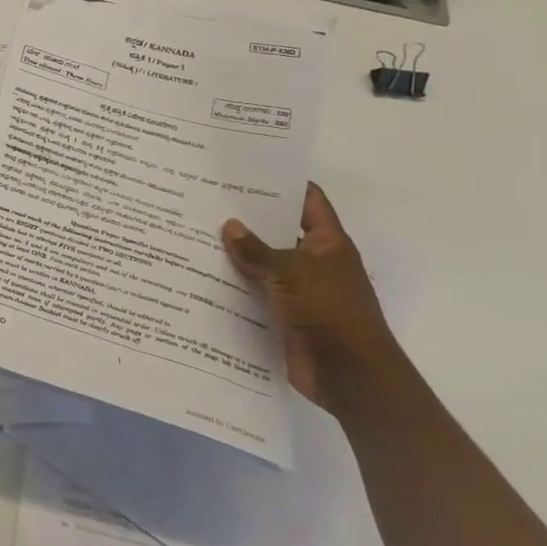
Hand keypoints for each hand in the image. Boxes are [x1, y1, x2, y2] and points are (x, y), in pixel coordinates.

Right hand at [222, 183, 407, 410]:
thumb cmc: (330, 312)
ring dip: (237, 254)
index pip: (308, 201)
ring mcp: (300, 291)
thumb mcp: (292, 272)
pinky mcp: (285, 316)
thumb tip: (230, 226)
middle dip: (249, 218)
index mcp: (329, 243)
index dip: (282, 183)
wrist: (350, 376)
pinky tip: (203, 275)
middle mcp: (315, 263)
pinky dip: (235, 285)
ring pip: (264, 264)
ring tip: (196, 233)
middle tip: (207, 200)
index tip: (247, 169)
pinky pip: (256, 293)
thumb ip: (258, 250)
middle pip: (280, 231)